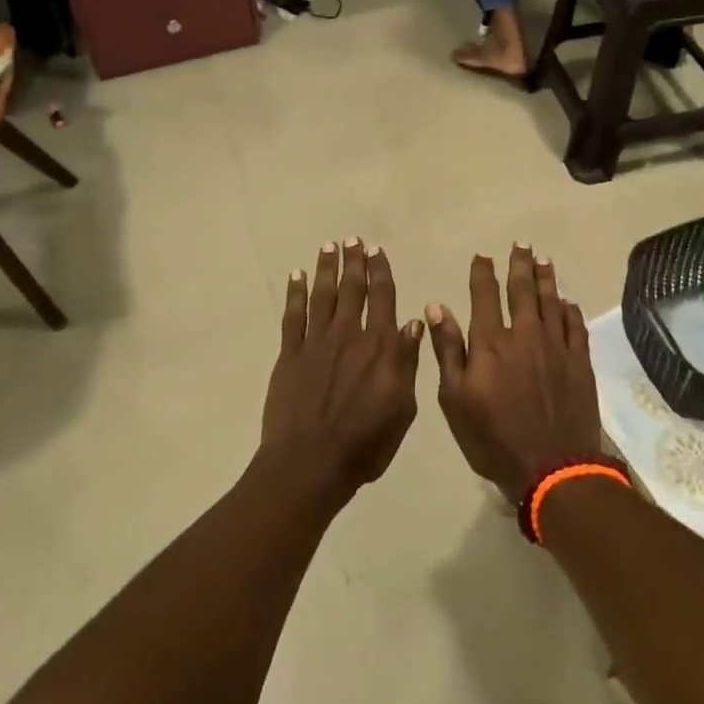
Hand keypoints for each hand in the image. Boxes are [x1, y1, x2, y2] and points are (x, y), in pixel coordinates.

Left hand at [259, 240, 423, 504]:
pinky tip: (297, 276)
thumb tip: (413, 323)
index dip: (380, 272)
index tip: (376, 250)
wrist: (309, 464)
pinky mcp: (290, 355)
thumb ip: (407, 362)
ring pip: (323, 295)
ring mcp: (316, 343)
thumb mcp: (402, 409)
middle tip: (352, 239)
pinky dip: (296, 293)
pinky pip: (293, 316)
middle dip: (353, 262)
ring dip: (326, 269)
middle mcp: (349, 335)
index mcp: (380, 347)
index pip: (383, 298)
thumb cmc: (365, 443)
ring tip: (329, 246)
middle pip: (352, 289)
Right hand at [428, 245, 602, 504]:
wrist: (552, 468)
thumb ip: (448, 350)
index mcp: (490, 343)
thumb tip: (437, 308)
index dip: (483, 273)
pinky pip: (575, 326)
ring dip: (546, 278)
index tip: (482, 256)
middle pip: (523, 290)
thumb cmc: (494, 438)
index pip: (484, 296)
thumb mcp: (455, 400)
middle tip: (521, 245)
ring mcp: (556, 346)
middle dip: (520, 265)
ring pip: (551, 301)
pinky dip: (570, 310)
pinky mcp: (580, 362)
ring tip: (544, 260)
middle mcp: (524, 334)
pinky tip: (567, 302)